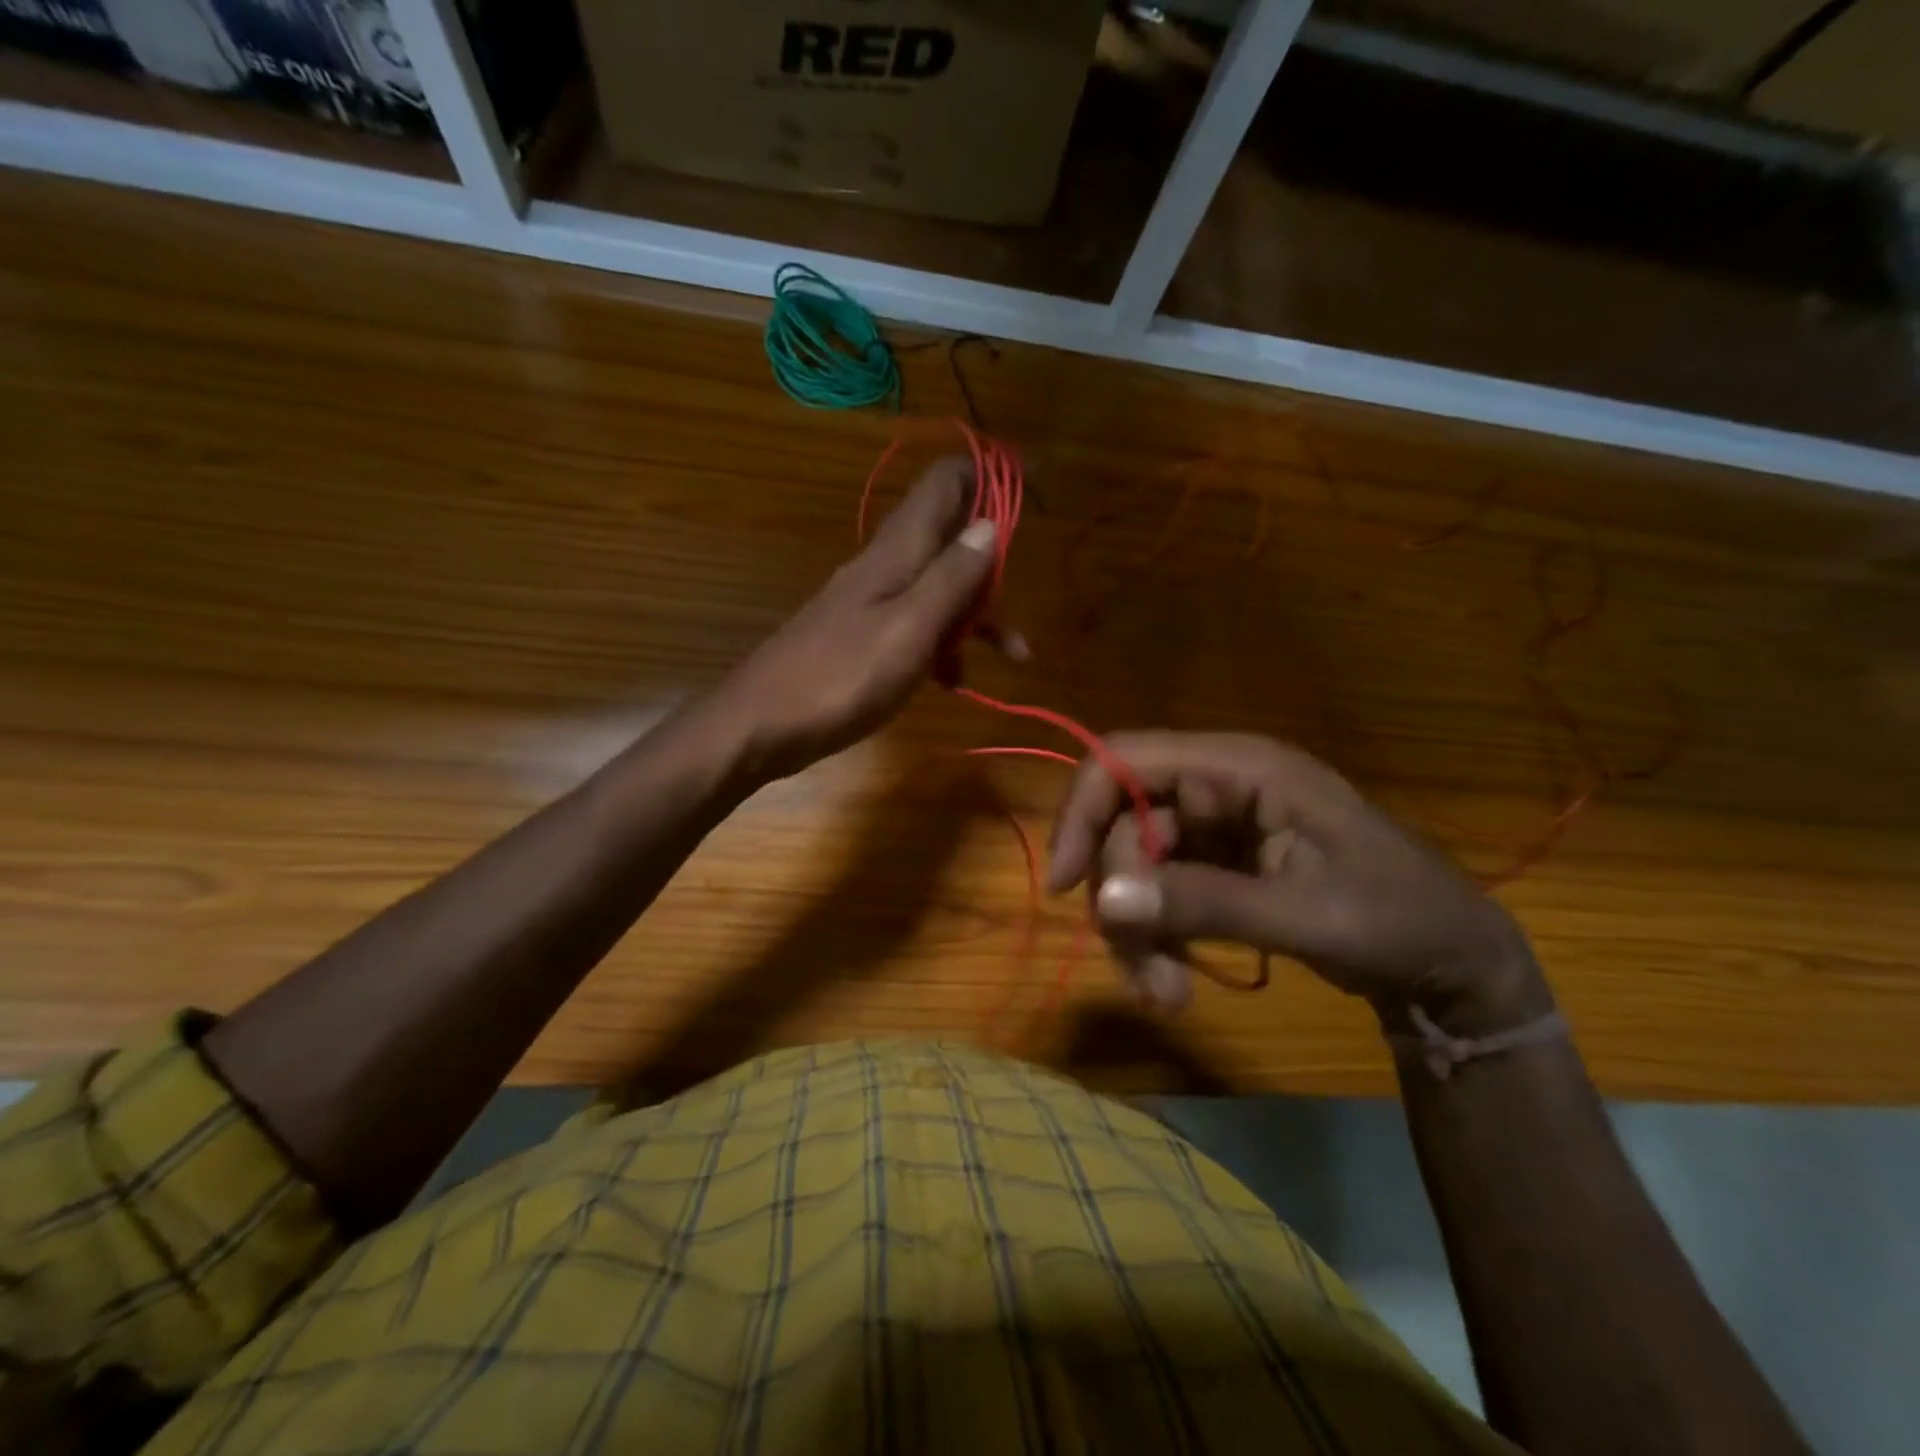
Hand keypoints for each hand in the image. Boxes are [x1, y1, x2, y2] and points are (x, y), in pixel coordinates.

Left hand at [706, 458, 1004, 784]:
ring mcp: (871, 602)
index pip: (945, 483)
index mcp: (897, 552)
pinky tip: (954, 683)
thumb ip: (950, 578)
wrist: (760, 724)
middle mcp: (885, 566)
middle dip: (994, 567)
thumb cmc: (840, 678)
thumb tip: (989, 524)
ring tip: (1013, 657)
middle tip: (1025, 603)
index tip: (1032, 479)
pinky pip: (917, 627)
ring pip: (939, 589)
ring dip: (977, 616)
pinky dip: (944, 646)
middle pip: (951, 539)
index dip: (989, 471)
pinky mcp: (862, 637)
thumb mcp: (909, 629)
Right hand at [1046, 732, 1549, 1029]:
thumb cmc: (1399, 919)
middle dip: (1122, 902)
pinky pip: (1158, 892)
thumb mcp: (1307, 914)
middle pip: (1124, 826)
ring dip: (1137, 932)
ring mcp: (1217, 829)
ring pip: (1134, 866)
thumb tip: (1105, 900)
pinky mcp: (1219, 867)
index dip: (1082, 811)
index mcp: (1241, 768)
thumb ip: (1205, 903)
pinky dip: (1156, 937)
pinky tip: (1176, 983)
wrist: (1453, 965)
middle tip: (1149, 979)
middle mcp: (1218, 787)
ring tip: (1168, 996)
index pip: (1125, 759)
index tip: (1063, 884)